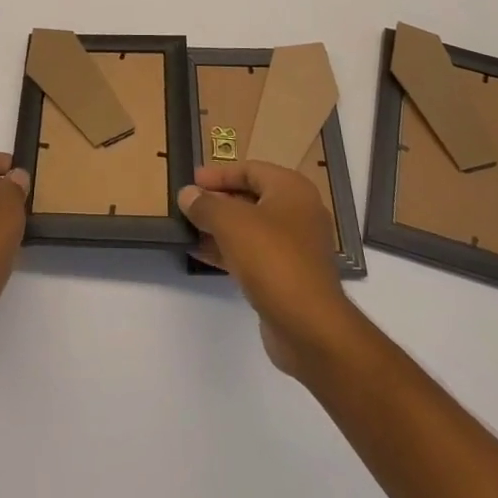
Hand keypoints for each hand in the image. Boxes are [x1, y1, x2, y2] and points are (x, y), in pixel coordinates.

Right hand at [179, 161, 360, 380]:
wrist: (310, 327)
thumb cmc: (272, 259)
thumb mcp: (231, 223)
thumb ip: (206, 205)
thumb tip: (187, 194)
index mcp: (291, 190)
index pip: (250, 170)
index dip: (219, 174)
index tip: (191, 181)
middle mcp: (298, 213)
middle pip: (251, 198)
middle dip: (218, 201)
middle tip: (188, 205)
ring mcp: (296, 247)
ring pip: (251, 228)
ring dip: (220, 228)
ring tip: (189, 229)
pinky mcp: (289, 276)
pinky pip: (254, 254)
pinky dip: (230, 251)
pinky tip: (202, 254)